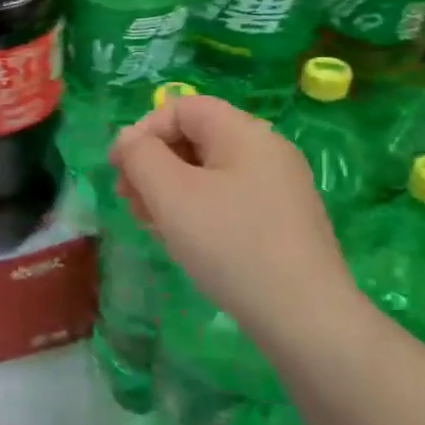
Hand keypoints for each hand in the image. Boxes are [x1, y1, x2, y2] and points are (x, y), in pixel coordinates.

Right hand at [109, 93, 353, 339]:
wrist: (305, 317)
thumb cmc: (231, 245)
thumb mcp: (172, 195)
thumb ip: (141, 156)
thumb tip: (128, 139)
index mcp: (244, 133)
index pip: (183, 107)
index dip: (143, 130)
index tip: (118, 170)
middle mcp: (267, 150)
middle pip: (196, 137)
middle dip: (154, 163)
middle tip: (129, 201)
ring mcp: (279, 187)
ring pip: (210, 172)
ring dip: (171, 189)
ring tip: (150, 224)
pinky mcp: (283, 221)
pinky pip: (229, 199)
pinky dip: (198, 210)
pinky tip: (184, 241)